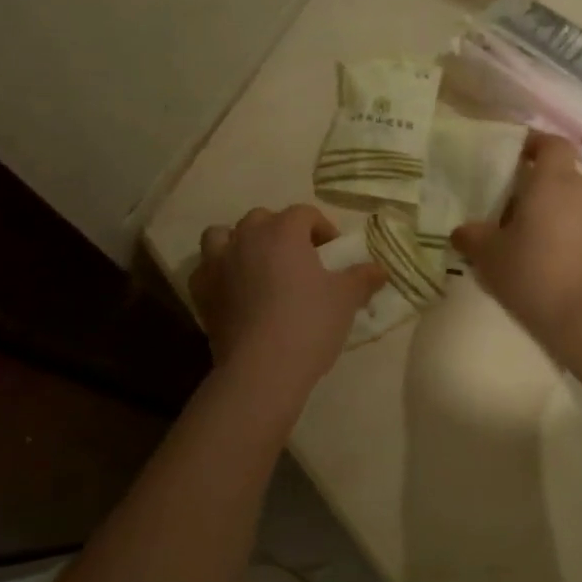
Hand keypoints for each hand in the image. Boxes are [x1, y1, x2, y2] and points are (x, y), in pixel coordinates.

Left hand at [191, 206, 385, 390]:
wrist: (262, 368)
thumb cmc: (309, 324)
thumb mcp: (346, 299)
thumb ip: (363, 278)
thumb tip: (380, 269)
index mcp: (283, 231)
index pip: (304, 213)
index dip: (322, 228)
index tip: (333, 253)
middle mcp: (247, 237)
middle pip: (262, 219)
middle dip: (280, 231)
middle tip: (298, 258)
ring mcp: (219, 263)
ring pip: (223, 235)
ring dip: (239, 242)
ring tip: (257, 265)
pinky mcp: (201, 291)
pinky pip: (206, 268)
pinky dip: (218, 272)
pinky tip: (232, 290)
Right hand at [450, 135, 581, 353]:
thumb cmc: (535, 275)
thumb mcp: (490, 257)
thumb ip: (473, 237)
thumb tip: (462, 231)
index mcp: (553, 183)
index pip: (552, 144)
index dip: (536, 144)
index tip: (518, 157)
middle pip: (562, 178)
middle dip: (539, 190)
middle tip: (513, 215)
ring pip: (577, 206)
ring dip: (558, 217)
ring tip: (535, 246)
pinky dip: (576, 241)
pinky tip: (561, 270)